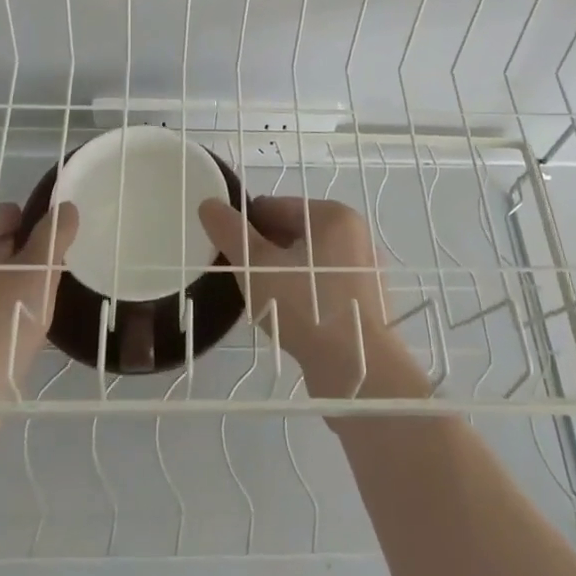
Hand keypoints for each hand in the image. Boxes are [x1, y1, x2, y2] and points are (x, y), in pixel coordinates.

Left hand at [0, 202, 78, 402]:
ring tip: (26, 314)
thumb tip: (66, 208)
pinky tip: (2, 337)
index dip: (34, 231)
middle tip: (41, 286)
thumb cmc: (0, 325)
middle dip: (19, 258)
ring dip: (3, 286)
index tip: (49, 259)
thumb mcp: (39, 274)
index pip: (7, 214)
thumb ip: (54, 235)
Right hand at [197, 196, 400, 398]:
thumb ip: (231, 233)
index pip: (275, 206)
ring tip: (263, 301)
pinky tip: (288, 318)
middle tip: (244, 280)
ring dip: (282, 274)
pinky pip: (324, 285)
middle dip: (265, 252)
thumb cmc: (306, 308)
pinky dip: (304, 294)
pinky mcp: (367, 302)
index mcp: (334, 215)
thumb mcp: (257, 267)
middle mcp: (355, 234)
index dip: (246, 228)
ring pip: (308, 261)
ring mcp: (364, 269)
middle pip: (293, 232)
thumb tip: (208, 204)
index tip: (229, 254)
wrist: (359, 372)